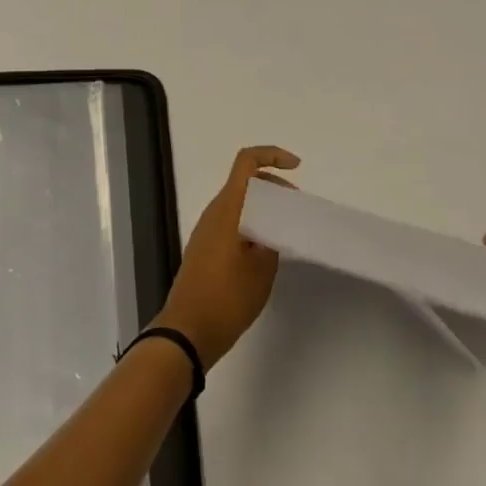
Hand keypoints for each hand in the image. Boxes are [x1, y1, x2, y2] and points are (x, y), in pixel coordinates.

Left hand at [154, 145, 299, 368]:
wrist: (189, 329)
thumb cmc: (227, 296)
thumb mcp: (262, 268)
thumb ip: (273, 238)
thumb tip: (278, 224)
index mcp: (228, 208)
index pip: (246, 163)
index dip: (272, 156)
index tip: (297, 167)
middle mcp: (215, 212)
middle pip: (245, 181)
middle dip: (273, 185)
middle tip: (297, 207)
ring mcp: (208, 230)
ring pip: (240, 203)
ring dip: (264, 206)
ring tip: (288, 228)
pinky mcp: (207, 248)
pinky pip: (233, 221)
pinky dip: (253, 223)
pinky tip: (269, 248)